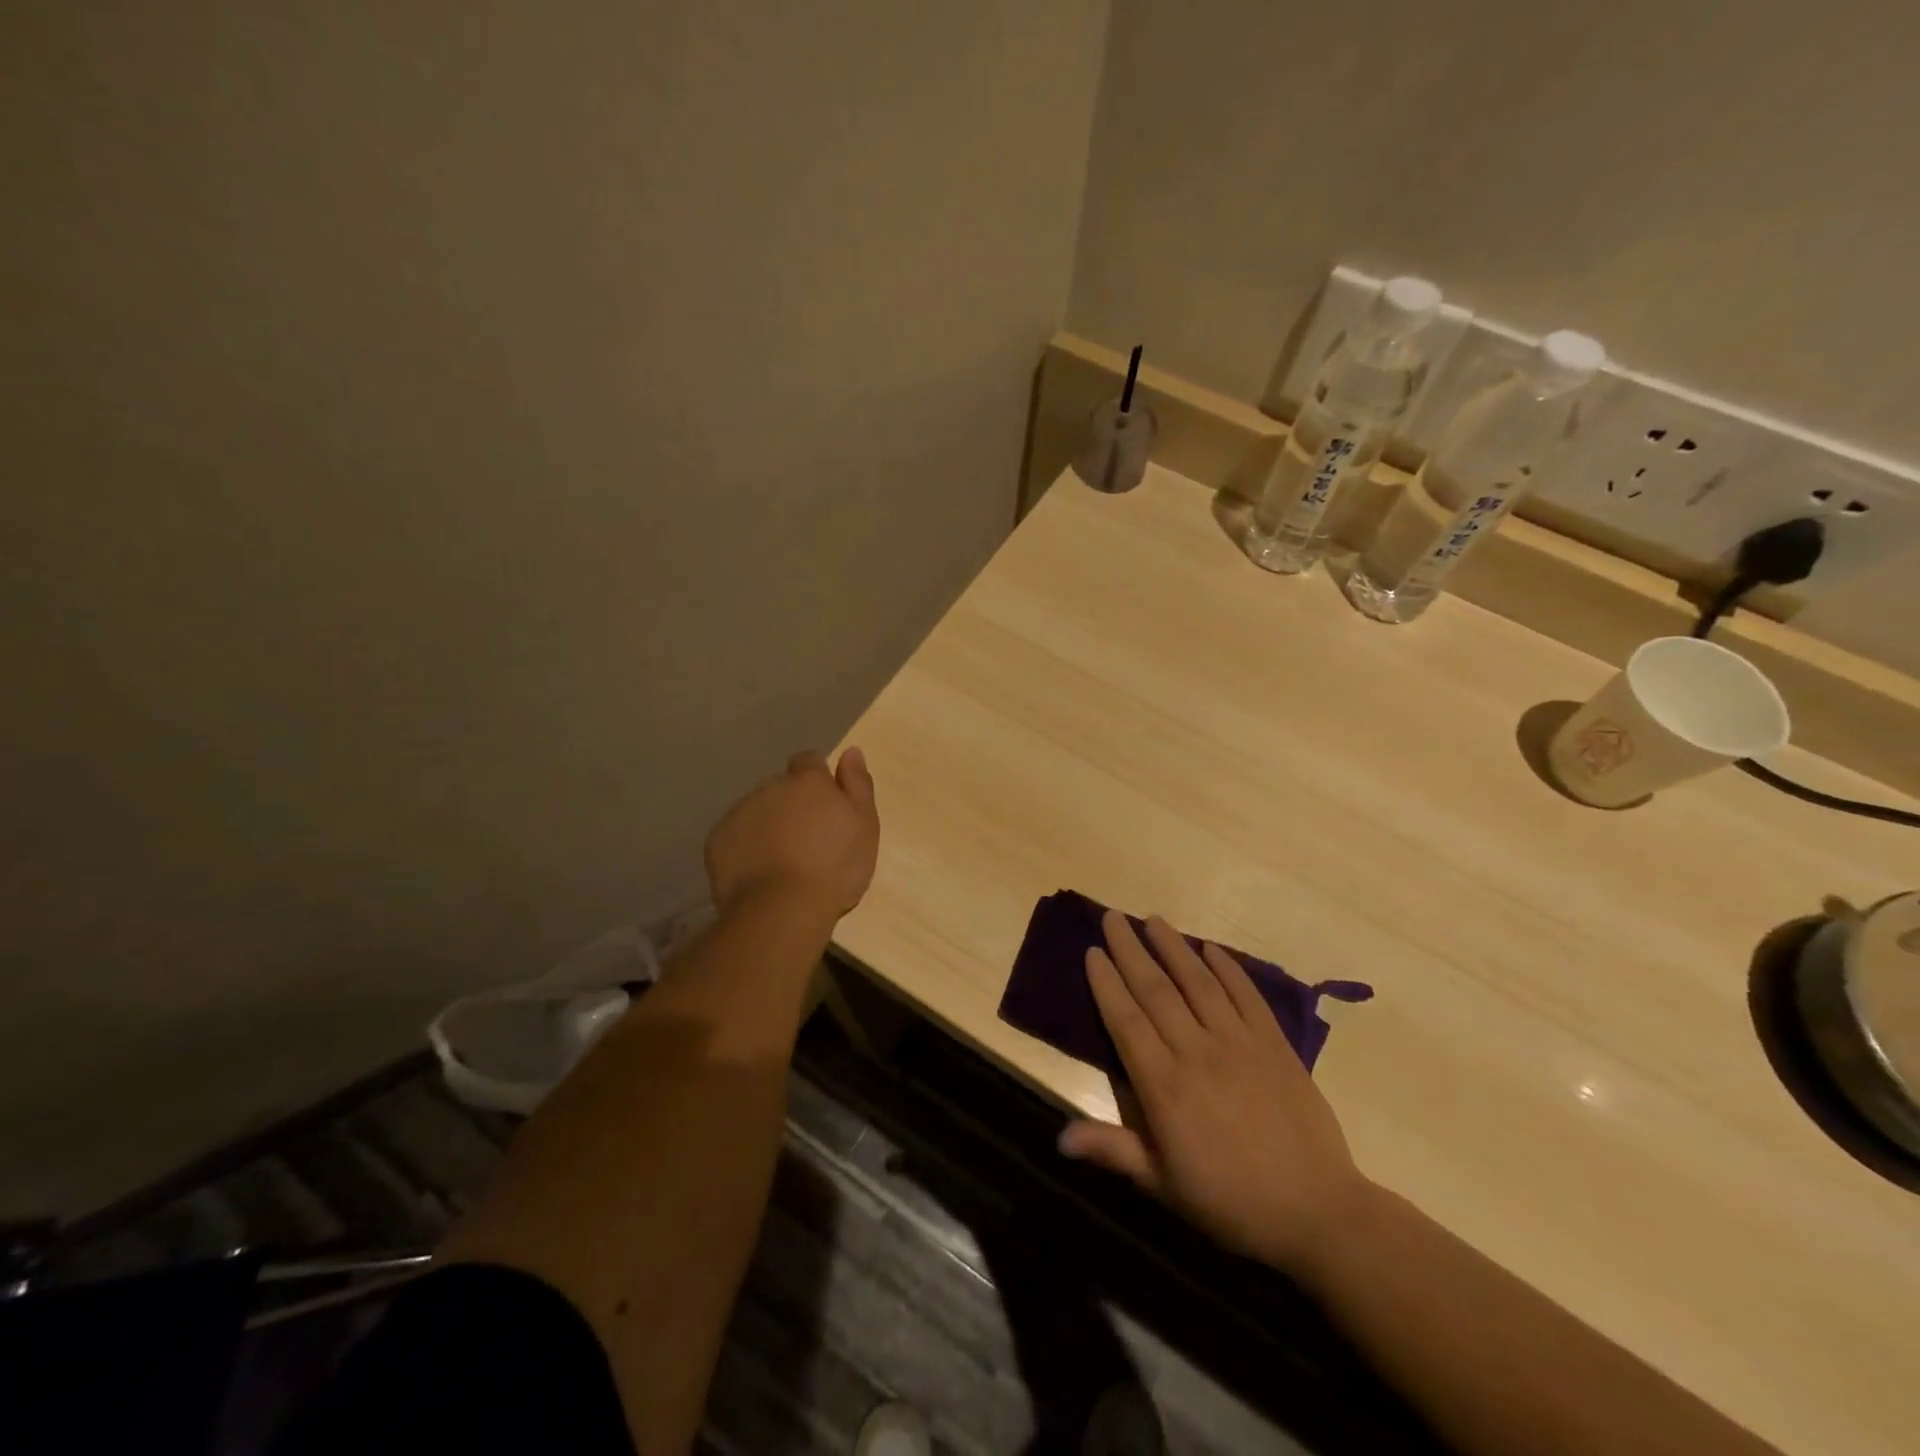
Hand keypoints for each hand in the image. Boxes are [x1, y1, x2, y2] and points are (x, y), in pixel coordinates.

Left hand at [704, 748, 879, 920]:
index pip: (809, 761)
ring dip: (768, 824)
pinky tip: (759, 873)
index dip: (817, 780)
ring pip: (756, 811)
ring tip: (782, 861)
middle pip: (781, 787)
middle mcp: (770, 787)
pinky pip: (735, 836)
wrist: (783, 910)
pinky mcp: (717, 841)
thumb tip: (851, 751)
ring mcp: (739, 813)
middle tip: (807, 840)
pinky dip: (746, 847)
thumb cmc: (835, 867)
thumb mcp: (865, 825)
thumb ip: (858, 784)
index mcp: (807, 781)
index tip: (825, 806)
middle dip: (791, 804)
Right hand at [1058, 911, 1370, 1277]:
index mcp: (1164, 1086)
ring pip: (1198, 982)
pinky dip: (1227, 969)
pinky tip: (1211, 948)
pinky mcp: (1275, 1044)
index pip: (1126, 1020)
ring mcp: (1239, 1043)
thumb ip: (1113, 1150)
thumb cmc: (1230, 1201)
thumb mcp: (1164, 1185)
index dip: (1106, 983)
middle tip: (1113, 918)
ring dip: (1173, 947)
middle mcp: (1197, 1052)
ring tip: (1154, 919)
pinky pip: (1246, 996)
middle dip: (1131, 950)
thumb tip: (1059, 1139)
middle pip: (1156, 990)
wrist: (1317, 1212)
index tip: (1092, 952)